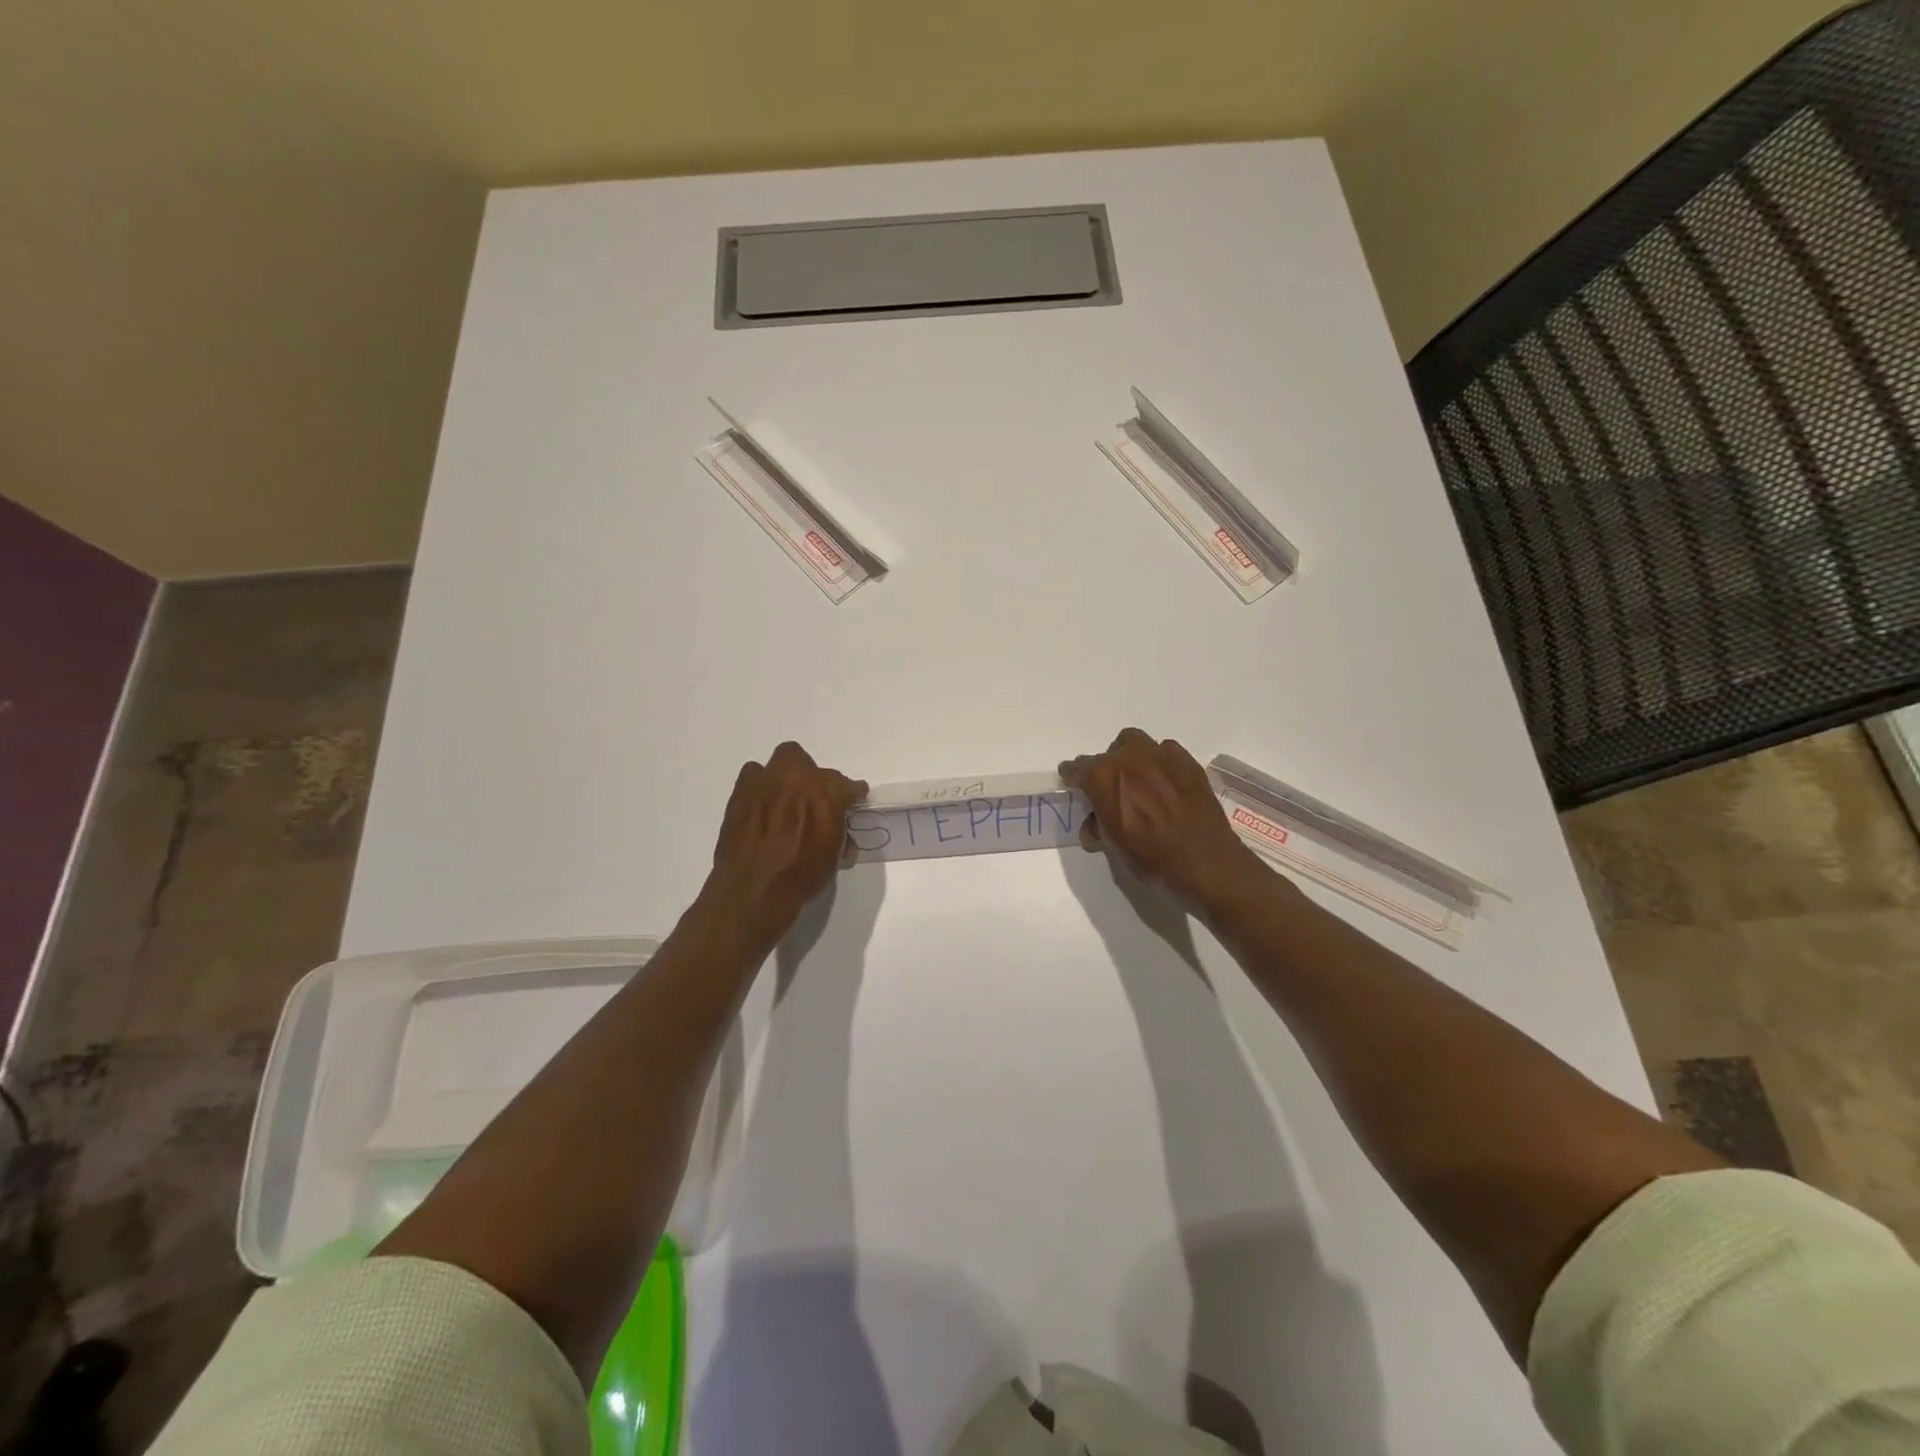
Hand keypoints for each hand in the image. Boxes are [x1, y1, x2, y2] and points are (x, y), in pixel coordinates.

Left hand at [707, 742, 866, 931]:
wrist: (753, 890)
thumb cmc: (801, 876)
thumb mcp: (833, 856)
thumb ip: (839, 832)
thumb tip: (839, 829)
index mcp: (827, 792)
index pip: (847, 785)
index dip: (850, 795)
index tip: (851, 802)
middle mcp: (797, 778)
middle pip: (809, 763)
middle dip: (813, 777)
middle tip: (812, 800)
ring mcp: (766, 781)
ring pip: (781, 762)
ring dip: (785, 778)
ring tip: (784, 801)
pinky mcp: (741, 791)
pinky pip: (754, 777)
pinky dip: (761, 788)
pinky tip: (762, 808)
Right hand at [1060, 728, 1265, 907]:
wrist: (1205, 861)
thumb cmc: (1152, 858)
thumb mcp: (1114, 847)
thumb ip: (1098, 827)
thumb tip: (1094, 824)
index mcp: (1103, 777)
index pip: (1077, 768)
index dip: (1072, 776)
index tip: (1072, 782)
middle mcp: (1128, 758)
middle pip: (1107, 753)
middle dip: (1105, 768)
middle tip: (1111, 790)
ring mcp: (1160, 755)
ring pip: (1135, 742)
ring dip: (1130, 757)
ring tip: (1138, 780)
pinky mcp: (1186, 761)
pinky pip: (1165, 750)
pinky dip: (1159, 762)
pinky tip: (1165, 782)